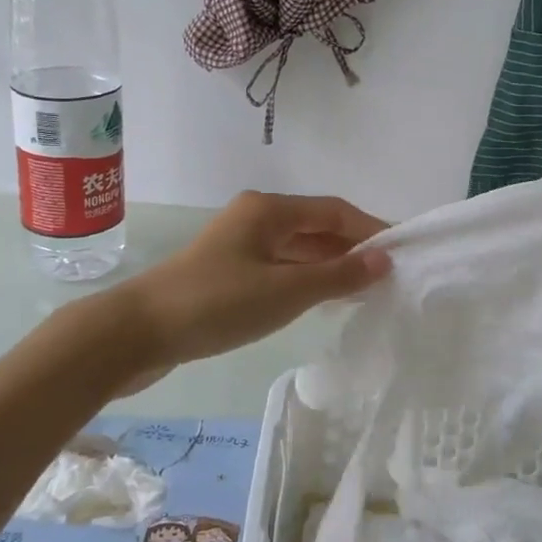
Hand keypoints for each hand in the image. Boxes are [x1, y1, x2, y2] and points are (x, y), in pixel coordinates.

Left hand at [120, 191, 390, 376]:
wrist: (139, 331)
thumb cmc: (217, 303)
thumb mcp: (286, 291)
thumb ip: (338, 276)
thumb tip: (384, 260)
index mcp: (269, 209)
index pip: (335, 211)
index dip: (371, 230)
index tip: (402, 254)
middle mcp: (256, 217)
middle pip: (317, 226)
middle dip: (352, 249)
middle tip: (388, 277)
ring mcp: (240, 244)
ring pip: (298, 249)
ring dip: (330, 266)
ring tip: (364, 291)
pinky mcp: (228, 271)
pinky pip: (280, 267)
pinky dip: (305, 279)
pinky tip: (322, 300)